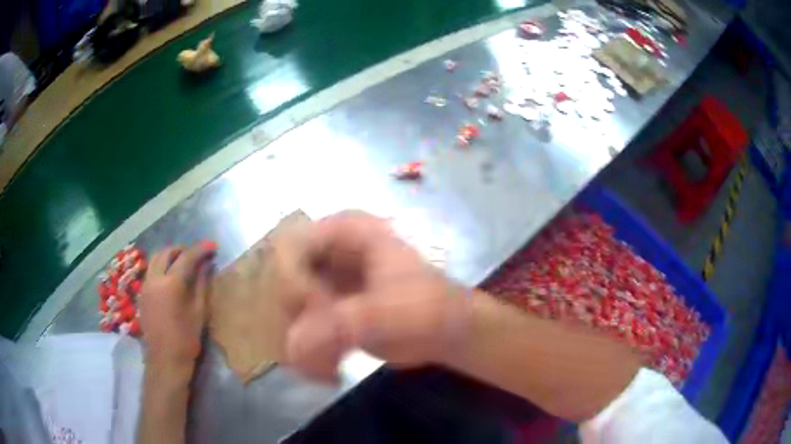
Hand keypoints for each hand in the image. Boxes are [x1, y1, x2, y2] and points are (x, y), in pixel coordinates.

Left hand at [139, 242, 216, 369]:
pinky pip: (151, 272)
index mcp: (171, 283)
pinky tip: (171, 278)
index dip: (200, 250)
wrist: (165, 360)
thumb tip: (207, 265)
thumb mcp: (199, 312)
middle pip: (166, 252)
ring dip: (169, 256)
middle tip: (196, 255)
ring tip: (183, 263)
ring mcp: (145, 286)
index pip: (186, 257)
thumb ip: (202, 285)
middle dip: (181, 249)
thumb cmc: (186, 339)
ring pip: (155, 260)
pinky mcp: (142, 295)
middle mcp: (154, 279)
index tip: (212, 246)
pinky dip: (161, 267)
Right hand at [272, 211, 471, 380]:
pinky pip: (299, 326)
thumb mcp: (387, 312)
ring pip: (287, 307)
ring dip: (303, 341)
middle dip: (299, 317)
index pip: (289, 247)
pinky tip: (329, 370)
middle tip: (329, 340)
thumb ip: (338, 325)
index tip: (320, 309)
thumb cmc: (426, 309)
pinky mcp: (327, 307)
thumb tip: (293, 346)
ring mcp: (325, 279)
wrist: (447, 332)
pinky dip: (308, 351)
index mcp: (345, 230)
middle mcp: (329, 249)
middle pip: (282, 279)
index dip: (295, 282)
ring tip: (329, 366)